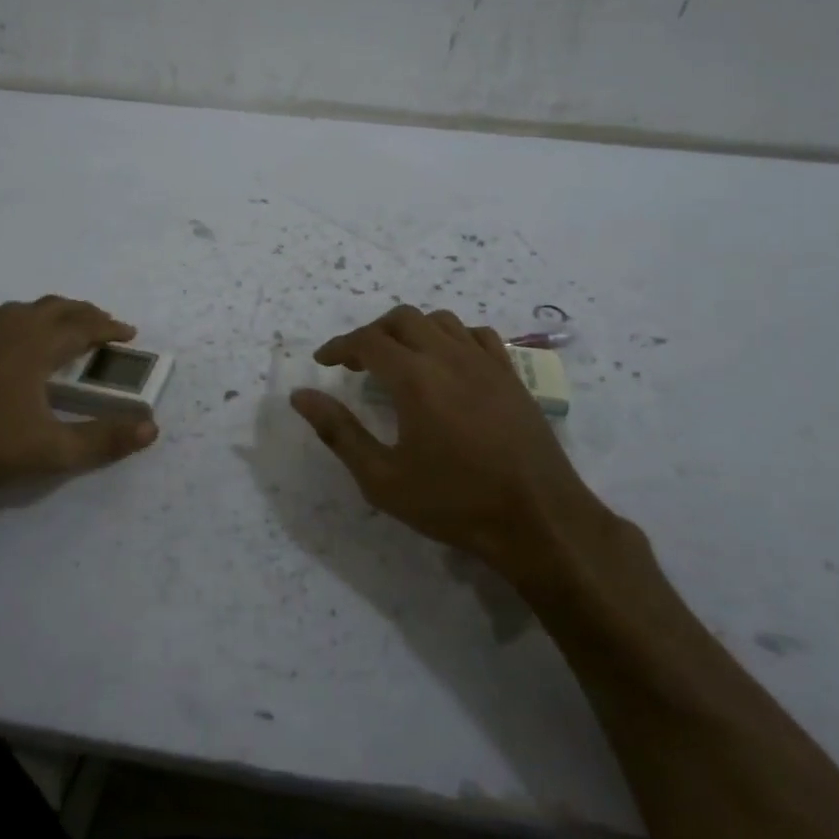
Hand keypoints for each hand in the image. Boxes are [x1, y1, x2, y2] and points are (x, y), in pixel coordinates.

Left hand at [0, 296, 158, 524]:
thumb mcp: (53, 449)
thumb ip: (103, 440)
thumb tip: (151, 428)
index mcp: (38, 345)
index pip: (83, 326)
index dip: (109, 328)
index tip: (129, 333)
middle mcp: (13, 327)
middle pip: (58, 307)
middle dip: (86, 314)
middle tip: (105, 327)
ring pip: (29, 307)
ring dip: (56, 312)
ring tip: (67, 326)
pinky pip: (2, 315)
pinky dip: (24, 317)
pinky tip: (16, 333)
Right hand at [289, 305, 607, 583]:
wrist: (538, 519)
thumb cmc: (454, 503)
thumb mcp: (383, 479)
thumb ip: (338, 432)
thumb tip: (301, 396)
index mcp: (415, 378)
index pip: (367, 341)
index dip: (339, 346)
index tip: (323, 362)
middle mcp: (449, 357)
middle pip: (402, 320)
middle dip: (372, 334)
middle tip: (357, 363)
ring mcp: (485, 362)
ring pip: (440, 321)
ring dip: (411, 331)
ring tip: (399, 360)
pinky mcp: (511, 375)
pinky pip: (476, 335)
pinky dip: (451, 337)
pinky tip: (447, 364)